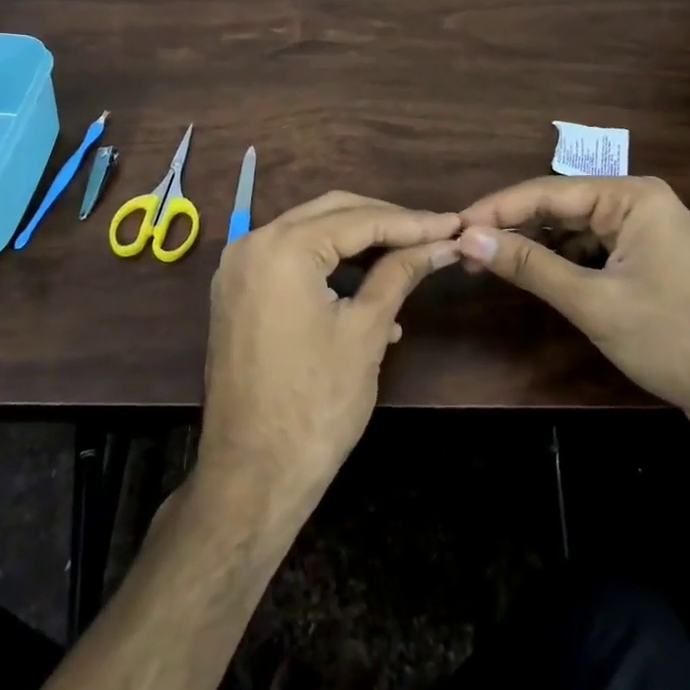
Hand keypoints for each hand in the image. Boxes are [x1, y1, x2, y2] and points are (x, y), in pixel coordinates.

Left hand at [194, 192, 460, 523]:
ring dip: (359, 245)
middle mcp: (251, 243)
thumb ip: (400, 274)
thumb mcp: (366, 331)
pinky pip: (291, 262)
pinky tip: (371, 295)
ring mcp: (238, 268)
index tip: (452, 224)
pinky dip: (330, 269)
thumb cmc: (315, 405)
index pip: (357, 219)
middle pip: (330, 213)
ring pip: (310, 234)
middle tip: (433, 233)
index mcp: (281, 247)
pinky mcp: (237, 293)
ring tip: (409, 260)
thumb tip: (441, 243)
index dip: (410, 223)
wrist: (251, 476)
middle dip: (384, 223)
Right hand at [458, 177, 689, 440]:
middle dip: (513, 227)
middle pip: (560, 207)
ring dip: (534, 245)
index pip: (548, 193)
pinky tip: (532, 274)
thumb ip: (530, 266)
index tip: (454, 227)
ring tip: (488, 262)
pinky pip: (593, 250)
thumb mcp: (594, 302)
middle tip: (465, 248)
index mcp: (633, 197)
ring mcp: (646, 232)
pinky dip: (561, 262)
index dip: (496, 209)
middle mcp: (640, 203)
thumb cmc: (675, 339)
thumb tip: (469, 239)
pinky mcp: (648, 261)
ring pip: (573, 229)